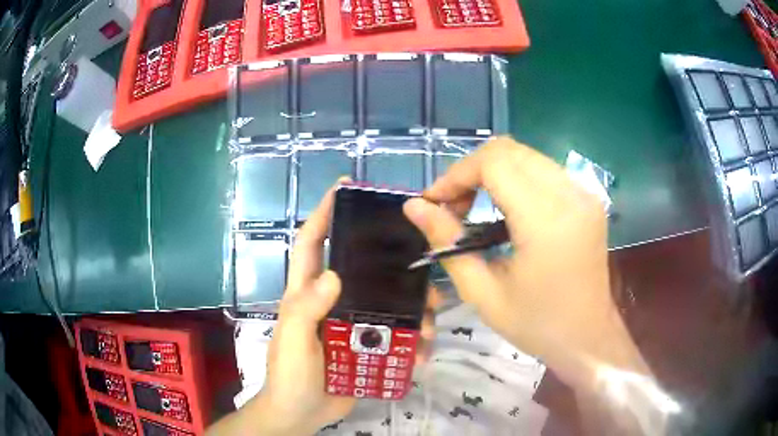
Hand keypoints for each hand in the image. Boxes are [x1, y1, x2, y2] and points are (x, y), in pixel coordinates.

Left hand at [208, 181, 437, 435]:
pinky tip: (423, 350)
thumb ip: (305, 309)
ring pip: (388, 303)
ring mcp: (352, 325)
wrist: (301, 415)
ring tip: (430, 318)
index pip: (312, 243)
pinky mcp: (367, 346)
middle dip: (392, 263)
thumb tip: (335, 274)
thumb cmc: (289, 376)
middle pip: (364, 269)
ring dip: (412, 307)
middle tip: (422, 263)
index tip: (344, 187)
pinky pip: (395, 335)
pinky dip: (412, 340)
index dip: (324, 213)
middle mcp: (332, 302)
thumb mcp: (293, 342)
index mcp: (306, 293)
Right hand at [403, 137, 648, 390]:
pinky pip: (543, 170)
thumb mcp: (483, 294)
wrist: (588, 337)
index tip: (435, 202)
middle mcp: (570, 194)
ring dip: (491, 172)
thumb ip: (447, 243)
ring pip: (525, 155)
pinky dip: (514, 178)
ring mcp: (583, 193)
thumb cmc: (537, 325)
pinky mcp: (588, 198)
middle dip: (470, 171)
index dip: (456, 174)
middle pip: (509, 150)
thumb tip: (413, 206)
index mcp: (546, 220)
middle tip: (452, 207)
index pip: (494, 162)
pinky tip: (504, 209)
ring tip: (473, 207)